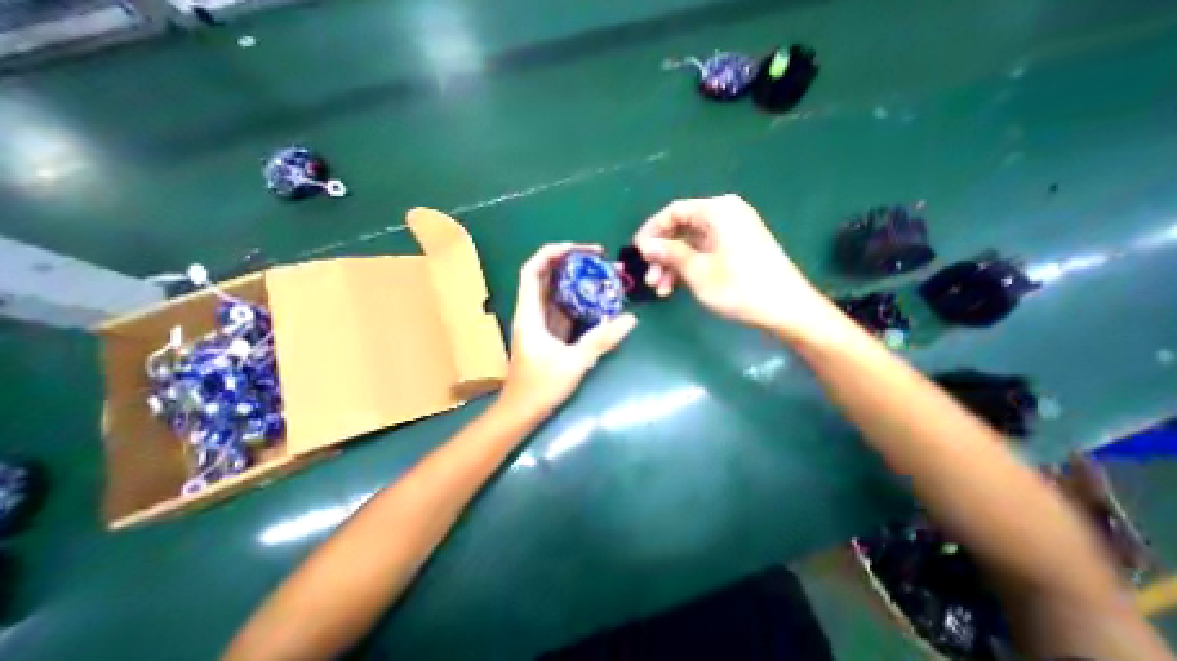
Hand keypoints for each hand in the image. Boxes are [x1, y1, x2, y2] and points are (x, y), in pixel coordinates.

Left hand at [500, 243, 639, 417]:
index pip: (533, 271)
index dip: (552, 253)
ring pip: (556, 291)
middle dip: (570, 262)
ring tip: (602, 274)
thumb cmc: (540, 387)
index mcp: (530, 314)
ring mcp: (541, 322)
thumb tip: (630, 319)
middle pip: (546, 276)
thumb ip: (601, 340)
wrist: (522, 411)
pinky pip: (563, 307)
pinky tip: (598, 298)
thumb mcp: (574, 362)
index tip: (579, 249)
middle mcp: (532, 312)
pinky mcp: (549, 333)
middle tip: (599, 259)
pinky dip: (579, 299)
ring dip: (576, 280)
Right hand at [635, 194, 836, 340]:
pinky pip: (704, 253)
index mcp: (717, 211)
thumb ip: (668, 253)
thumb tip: (645, 245)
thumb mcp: (697, 270)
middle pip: (681, 229)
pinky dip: (688, 269)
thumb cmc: (739, 287)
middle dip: (661, 254)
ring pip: (690, 245)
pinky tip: (675, 288)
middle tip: (649, 278)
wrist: (786, 309)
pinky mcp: (737, 249)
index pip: (674, 212)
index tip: (637, 252)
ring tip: (660, 290)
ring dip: (672, 266)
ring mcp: (732, 233)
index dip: (651, 231)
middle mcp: (725, 216)